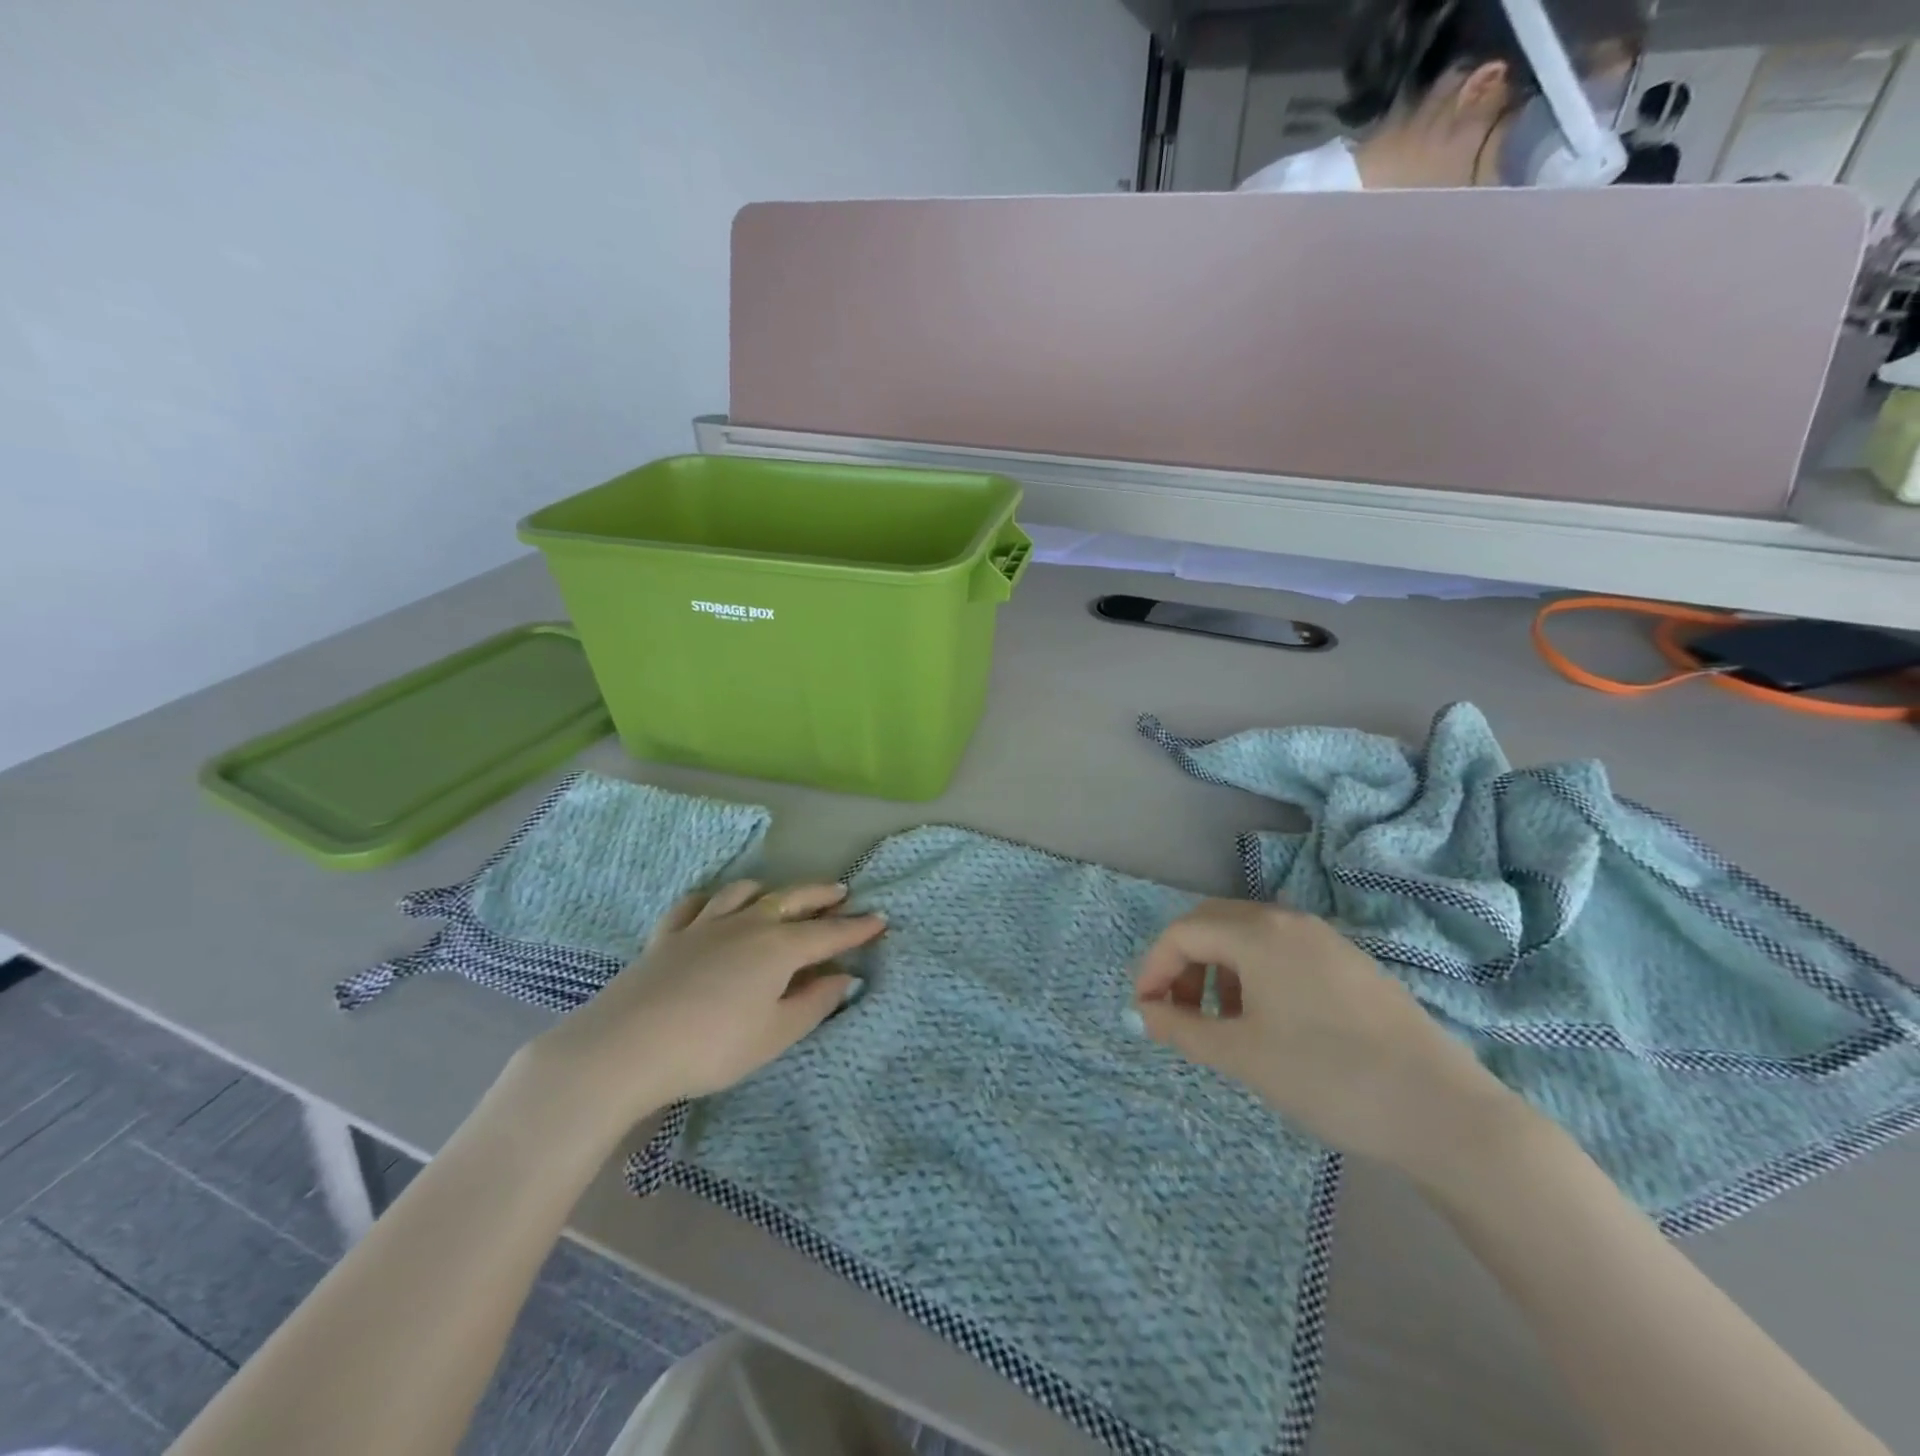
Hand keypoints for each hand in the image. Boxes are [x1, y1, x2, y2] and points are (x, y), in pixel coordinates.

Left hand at [522, 881, 884, 1134]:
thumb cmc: (713, 1046)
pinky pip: (694, 905)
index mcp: (779, 948)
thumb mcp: (775, 1034)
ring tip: (779, 894)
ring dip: (769, 889)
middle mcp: (747, 925)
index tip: (880, 919)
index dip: (857, 928)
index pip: (829, 933)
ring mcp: (704, 925)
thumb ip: (814, 1003)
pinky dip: (711, 899)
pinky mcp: (668, 935)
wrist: (626, 1046)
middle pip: (792, 900)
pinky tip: (711, 905)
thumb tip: (845, 977)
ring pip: (743, 892)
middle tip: (841, 892)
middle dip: (820, 896)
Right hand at [1134, 900, 1522, 1178]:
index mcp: (1258, 933)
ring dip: (1218, 969)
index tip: (1145, 1012)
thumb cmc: (1327, 1076)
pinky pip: (1282, 952)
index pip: (1183, 933)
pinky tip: (1268, 1021)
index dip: (1153, 968)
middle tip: (1177, 1012)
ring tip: (1222, 1022)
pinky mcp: (1350, 963)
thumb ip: (1183, 1028)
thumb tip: (1145, 1012)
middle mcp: (1289, 921)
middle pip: (1213, 924)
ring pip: (1248, 937)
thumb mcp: (1241, 1055)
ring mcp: (1324, 939)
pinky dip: (1254, 975)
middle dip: (1183, 964)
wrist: (1442, 1111)